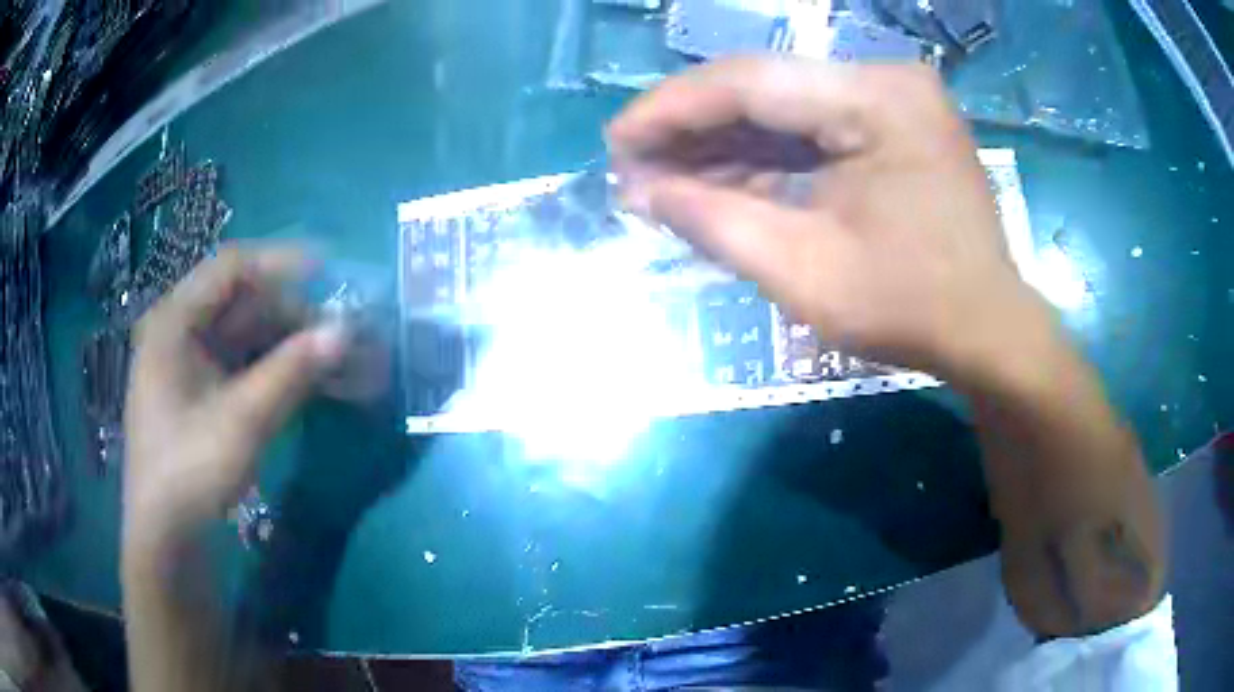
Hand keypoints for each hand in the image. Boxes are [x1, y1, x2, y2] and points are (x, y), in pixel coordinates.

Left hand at [123, 246, 347, 549]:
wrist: (167, 540)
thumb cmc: (190, 472)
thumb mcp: (242, 422)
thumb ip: (291, 371)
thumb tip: (344, 330)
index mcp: (174, 321)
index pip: (231, 267)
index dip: (281, 262)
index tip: (329, 270)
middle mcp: (179, 332)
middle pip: (242, 303)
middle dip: (293, 315)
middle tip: (340, 332)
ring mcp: (190, 365)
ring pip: (246, 336)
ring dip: (290, 345)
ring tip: (336, 360)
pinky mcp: (201, 394)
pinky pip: (243, 366)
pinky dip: (277, 371)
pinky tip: (310, 383)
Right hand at [608, 57, 1050, 379]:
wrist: (989, 332)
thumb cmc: (912, 311)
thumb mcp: (805, 272)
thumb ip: (715, 221)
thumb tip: (640, 190)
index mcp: (878, 100)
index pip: (750, 83)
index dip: (671, 110)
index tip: (616, 142)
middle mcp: (886, 79)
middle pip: (765, 87)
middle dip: (692, 127)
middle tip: (634, 164)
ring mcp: (894, 99)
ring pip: (784, 106)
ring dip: (723, 143)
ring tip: (665, 177)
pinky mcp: (894, 123)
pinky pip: (813, 127)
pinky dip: (764, 155)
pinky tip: (720, 180)